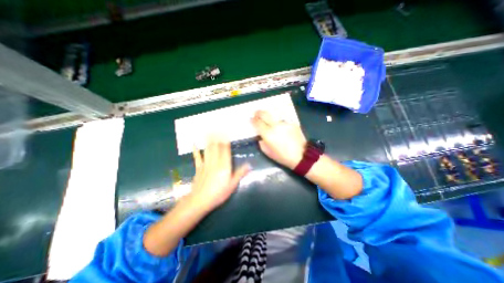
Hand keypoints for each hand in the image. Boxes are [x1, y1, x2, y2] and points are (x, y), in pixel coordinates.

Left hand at [189, 135, 249, 211]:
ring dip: (209, 139)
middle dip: (216, 136)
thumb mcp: (232, 185)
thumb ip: (240, 173)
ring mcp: (206, 164)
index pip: (225, 150)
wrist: (200, 201)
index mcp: (224, 166)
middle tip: (216, 127)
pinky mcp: (199, 168)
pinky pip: (198, 157)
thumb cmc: (219, 193)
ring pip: (208, 149)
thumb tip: (249, 165)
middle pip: (216, 147)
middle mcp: (215, 162)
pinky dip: (196, 150)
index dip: (225, 140)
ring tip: (209, 131)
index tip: (225, 132)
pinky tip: (194, 144)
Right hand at [251, 109, 306, 167]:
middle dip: (259, 112)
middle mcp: (275, 126)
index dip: (253, 119)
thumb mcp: (268, 152)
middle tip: (256, 112)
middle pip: (265, 114)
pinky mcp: (292, 123)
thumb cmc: (283, 156)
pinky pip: (283, 121)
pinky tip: (282, 128)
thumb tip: (260, 136)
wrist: (301, 156)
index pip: (257, 122)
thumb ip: (262, 142)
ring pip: (274, 117)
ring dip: (270, 118)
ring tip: (270, 121)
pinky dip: (280, 123)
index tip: (251, 118)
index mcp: (268, 134)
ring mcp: (285, 123)